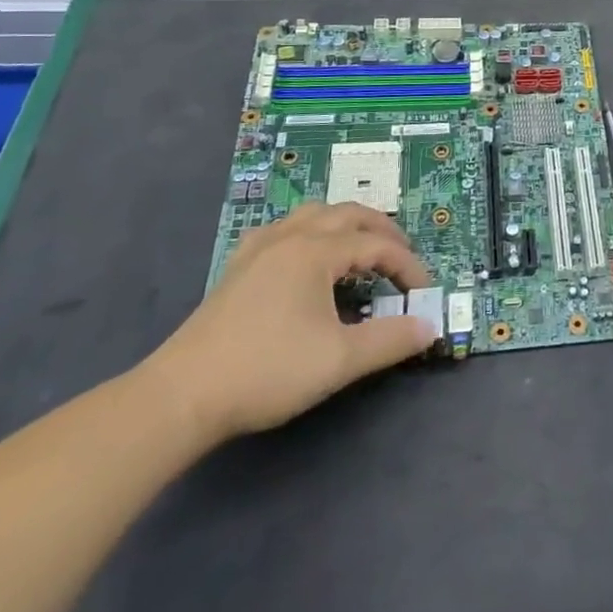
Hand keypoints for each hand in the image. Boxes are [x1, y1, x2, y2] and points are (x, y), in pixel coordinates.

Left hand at [144, 203, 435, 444]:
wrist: (181, 396)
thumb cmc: (268, 371)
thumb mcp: (340, 360)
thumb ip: (391, 340)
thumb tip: (430, 327)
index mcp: (316, 251)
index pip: (377, 245)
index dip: (407, 265)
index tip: (423, 293)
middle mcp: (290, 237)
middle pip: (348, 215)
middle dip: (382, 231)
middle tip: (403, 257)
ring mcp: (259, 249)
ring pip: (313, 215)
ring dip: (346, 225)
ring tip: (361, 248)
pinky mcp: (237, 268)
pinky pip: (283, 230)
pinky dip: (309, 233)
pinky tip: (305, 256)